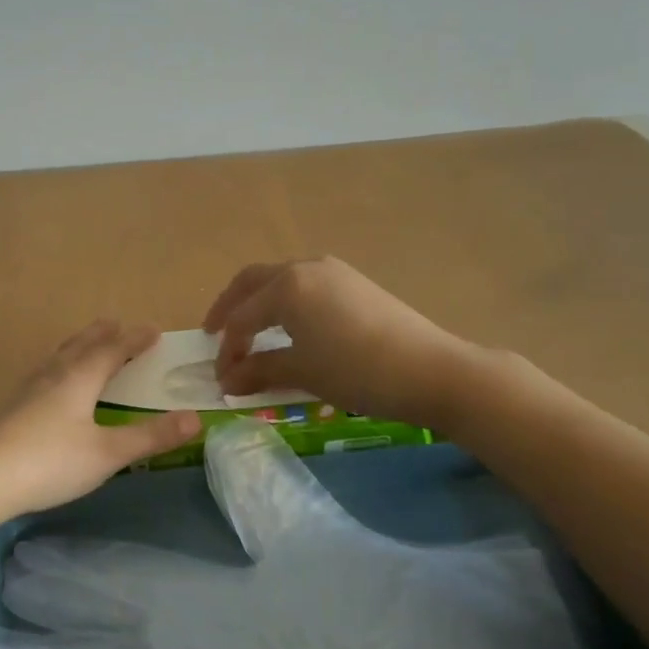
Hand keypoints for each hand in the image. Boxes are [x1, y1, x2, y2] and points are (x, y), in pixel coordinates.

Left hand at [0, 321, 201, 533]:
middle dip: (103, 334)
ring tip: (87, 345)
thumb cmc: (49, 463)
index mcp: (78, 378)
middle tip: (118, 324)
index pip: (112, 350)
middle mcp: (53, 375)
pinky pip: (44, 373)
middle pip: (81, 345)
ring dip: (78, 346)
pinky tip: (50, 385)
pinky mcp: (11, 407)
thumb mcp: (107, 454)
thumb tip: (196, 418)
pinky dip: (59, 366)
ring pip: (59, 356)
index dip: (134, 340)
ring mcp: (27, 390)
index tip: (154, 331)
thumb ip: (150, 437)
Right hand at [201, 257, 473, 425]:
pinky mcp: (354, 282)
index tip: (220, 378)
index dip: (227, 349)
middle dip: (230, 308)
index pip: (242, 317)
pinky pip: (305, 286)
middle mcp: (305, 267)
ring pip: (280, 281)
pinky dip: (285, 304)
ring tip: (251, 332)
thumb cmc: (357, 371)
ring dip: (259, 304)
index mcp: (286, 286)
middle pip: (252, 282)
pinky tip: (290, 327)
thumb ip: (259, 371)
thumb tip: (226, 381)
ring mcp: (333, 271)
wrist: (431, 370)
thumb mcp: (302, 372)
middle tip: (216, 335)